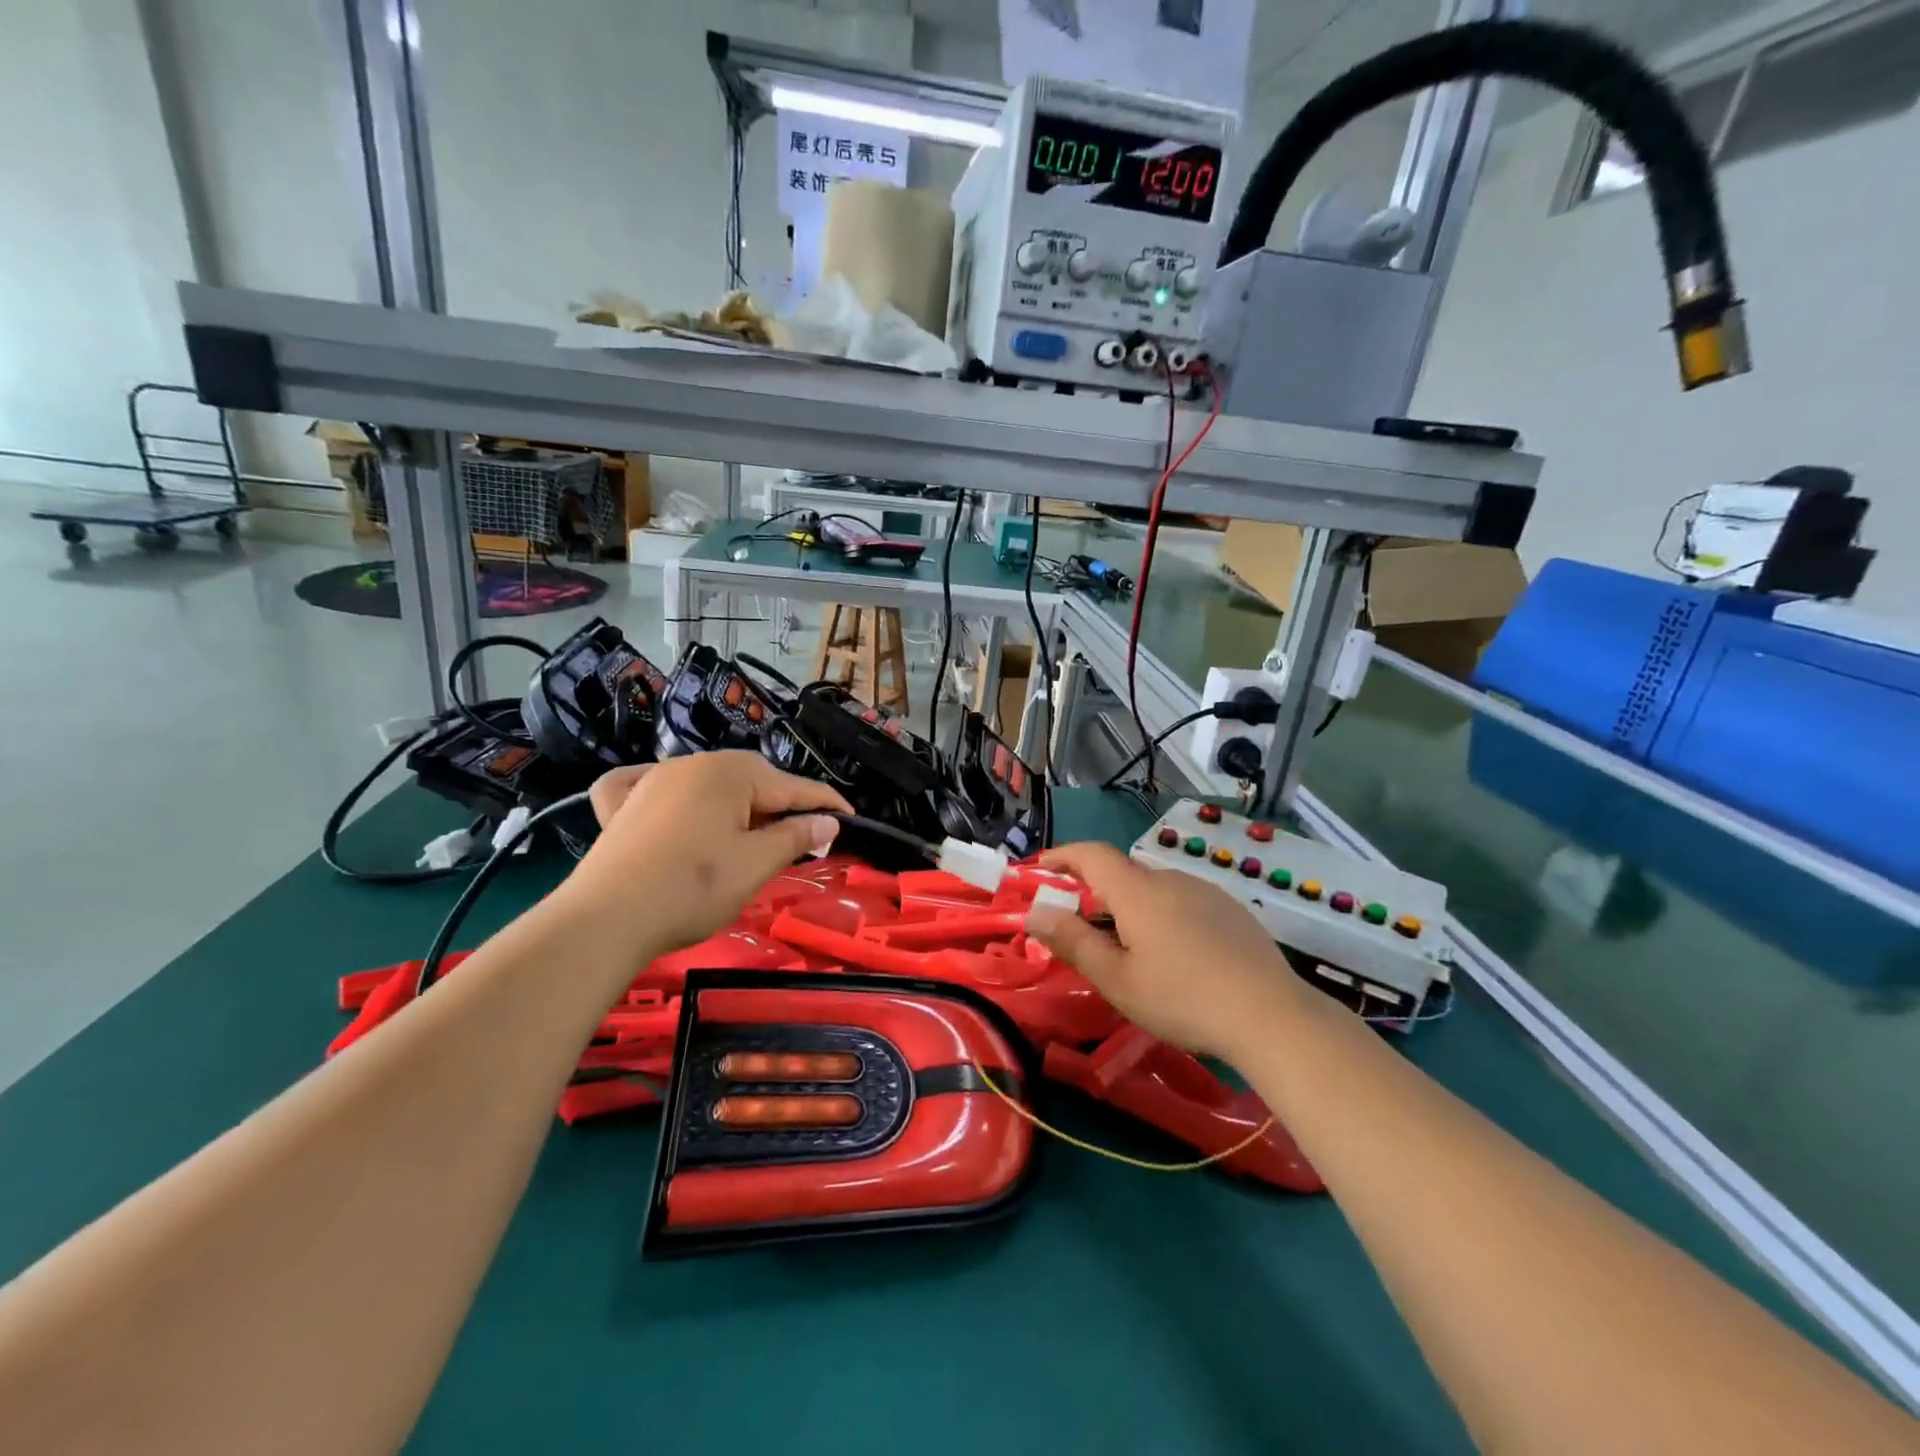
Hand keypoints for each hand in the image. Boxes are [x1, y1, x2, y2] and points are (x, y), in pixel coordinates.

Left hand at [563, 752, 851, 956]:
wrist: (605, 920)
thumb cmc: (693, 888)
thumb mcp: (756, 864)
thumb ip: (795, 836)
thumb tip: (828, 821)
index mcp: (731, 772)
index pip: (793, 786)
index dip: (825, 804)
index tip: (849, 819)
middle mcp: (692, 764)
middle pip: (752, 781)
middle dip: (780, 806)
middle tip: (803, 838)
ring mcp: (652, 780)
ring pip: (709, 785)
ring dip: (735, 805)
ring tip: (750, 835)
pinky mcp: (621, 805)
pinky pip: (652, 787)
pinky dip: (670, 794)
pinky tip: (667, 799)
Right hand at [1023, 841, 1308, 1060]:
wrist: (1272, 1015)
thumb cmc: (1183, 999)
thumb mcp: (1117, 979)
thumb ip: (1074, 942)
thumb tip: (1037, 913)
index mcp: (1138, 892)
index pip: (1091, 855)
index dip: (1063, 856)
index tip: (1042, 868)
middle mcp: (1170, 879)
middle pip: (1122, 875)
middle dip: (1096, 894)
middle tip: (1084, 932)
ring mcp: (1206, 892)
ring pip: (1154, 890)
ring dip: (1132, 909)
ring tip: (1133, 952)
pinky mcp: (1231, 910)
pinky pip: (1183, 903)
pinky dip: (1164, 917)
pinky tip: (1177, 957)